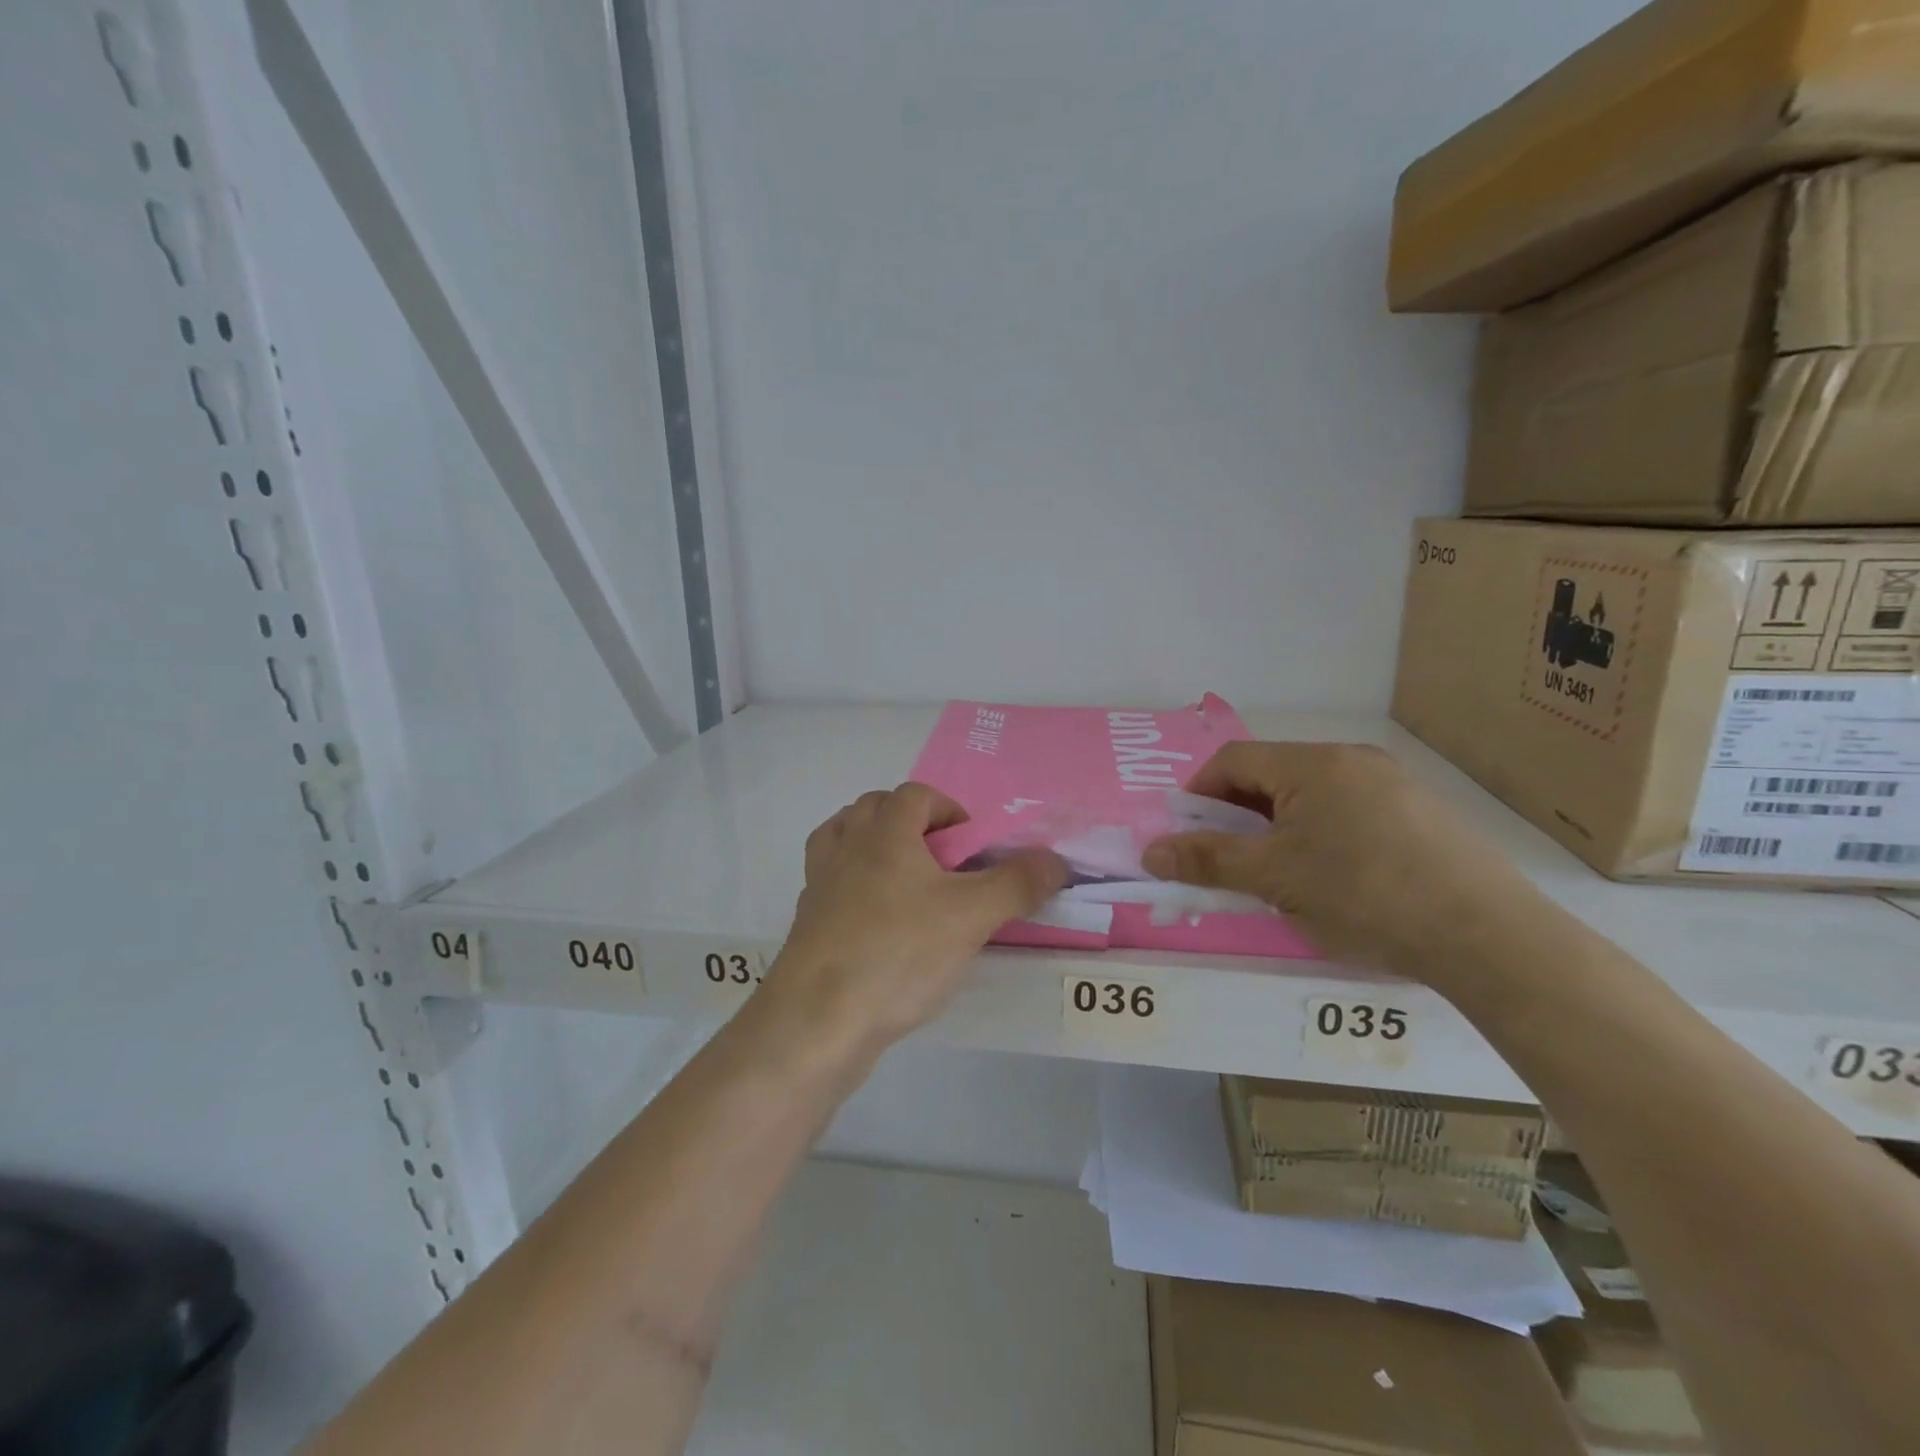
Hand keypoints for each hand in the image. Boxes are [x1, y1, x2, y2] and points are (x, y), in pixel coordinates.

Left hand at [763, 783, 1067, 1056]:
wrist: (818, 1019)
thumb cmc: (899, 953)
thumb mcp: (972, 916)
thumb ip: (1018, 883)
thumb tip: (1056, 859)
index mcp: (885, 832)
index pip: (916, 795)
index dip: (949, 810)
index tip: (971, 847)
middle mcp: (846, 846)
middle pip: (874, 808)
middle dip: (910, 823)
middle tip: (941, 861)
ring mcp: (819, 883)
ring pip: (842, 839)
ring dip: (873, 846)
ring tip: (905, 881)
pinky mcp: (806, 921)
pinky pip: (829, 882)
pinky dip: (850, 884)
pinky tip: (875, 920)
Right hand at [1143, 742, 1534, 978]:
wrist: (1489, 937)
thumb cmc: (1364, 895)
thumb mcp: (1275, 879)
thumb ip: (1208, 860)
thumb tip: (1150, 852)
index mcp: (1313, 764)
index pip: (1233, 760)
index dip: (1199, 795)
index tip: (1188, 837)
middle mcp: (1352, 759)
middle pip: (1272, 775)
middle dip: (1238, 815)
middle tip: (1230, 861)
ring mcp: (1393, 784)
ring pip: (1311, 796)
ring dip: (1279, 827)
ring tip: (1280, 875)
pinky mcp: (1422, 814)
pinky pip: (1349, 811)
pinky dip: (1321, 835)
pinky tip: (1334, 879)